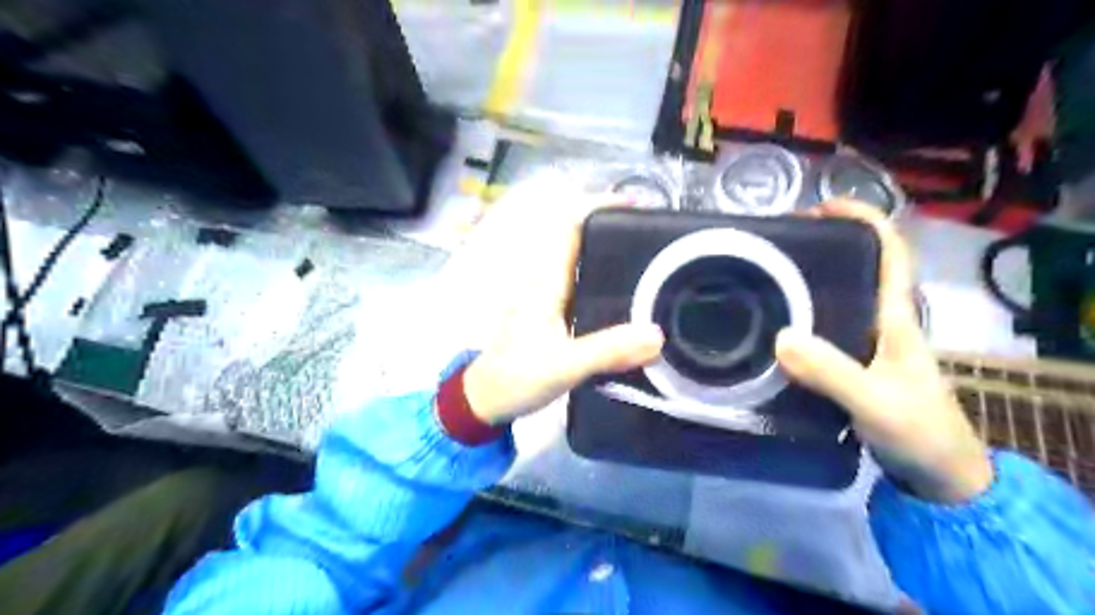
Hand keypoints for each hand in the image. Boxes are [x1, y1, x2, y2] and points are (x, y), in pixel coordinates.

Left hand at [459, 180, 662, 424]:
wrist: (485, 400)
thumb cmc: (515, 377)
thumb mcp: (563, 365)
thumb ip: (607, 351)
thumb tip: (657, 335)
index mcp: (545, 282)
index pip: (569, 227)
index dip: (598, 207)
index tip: (636, 207)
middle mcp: (545, 282)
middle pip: (579, 241)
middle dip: (614, 231)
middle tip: (657, 239)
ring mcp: (547, 299)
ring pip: (581, 265)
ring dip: (610, 257)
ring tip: (653, 265)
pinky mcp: (551, 316)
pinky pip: (581, 288)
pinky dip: (605, 284)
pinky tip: (628, 300)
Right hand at [773, 200, 998, 502]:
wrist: (938, 477)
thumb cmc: (918, 431)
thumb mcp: (875, 401)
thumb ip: (831, 372)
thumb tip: (781, 336)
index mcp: (897, 317)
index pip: (890, 252)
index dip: (863, 221)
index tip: (820, 209)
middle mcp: (882, 322)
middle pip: (858, 269)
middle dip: (823, 248)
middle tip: (774, 246)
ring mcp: (866, 345)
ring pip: (838, 299)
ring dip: (807, 283)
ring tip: (763, 278)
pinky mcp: (851, 365)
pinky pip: (823, 329)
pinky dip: (799, 318)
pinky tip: (771, 325)